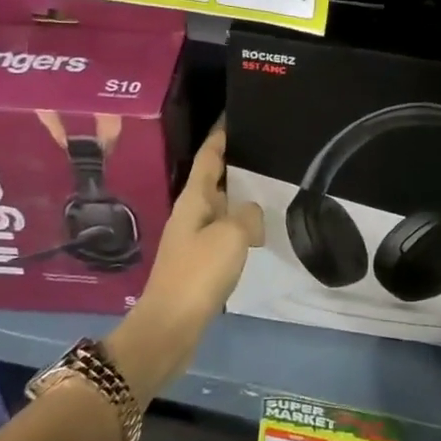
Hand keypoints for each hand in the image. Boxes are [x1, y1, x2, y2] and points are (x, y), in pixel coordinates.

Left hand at [107, 121, 263, 400]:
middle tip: (268, 149)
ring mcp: (193, 238)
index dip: (221, 134)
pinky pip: (225, 232)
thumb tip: (252, 213)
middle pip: (215, 179)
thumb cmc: (197, 274)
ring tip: (271, 185)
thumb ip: (247, 215)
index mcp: (193, 199)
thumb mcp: (231, 236)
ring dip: (241, 196)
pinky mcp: (200, 262)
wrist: (169, 327)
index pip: (208, 156)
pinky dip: (242, 225)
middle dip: (237, 163)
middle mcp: (191, 213)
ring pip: (222, 207)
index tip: (236, 114)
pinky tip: (260, 230)